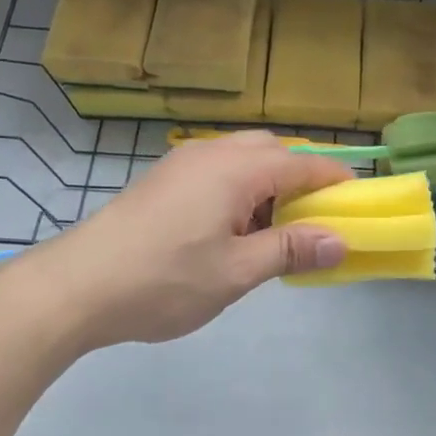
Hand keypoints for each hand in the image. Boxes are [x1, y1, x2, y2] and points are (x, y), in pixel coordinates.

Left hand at [8, 133, 353, 349]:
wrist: (76, 285)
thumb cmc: (164, 279)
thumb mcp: (236, 272)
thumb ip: (290, 249)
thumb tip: (339, 241)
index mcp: (235, 169)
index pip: (301, 163)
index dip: (334, 179)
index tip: (359, 200)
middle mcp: (211, 152)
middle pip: (272, 150)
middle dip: (301, 176)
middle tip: (316, 217)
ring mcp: (182, 163)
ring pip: (242, 158)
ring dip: (269, 183)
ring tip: (275, 229)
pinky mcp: (163, 179)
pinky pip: (217, 170)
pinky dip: (240, 188)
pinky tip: (233, 229)